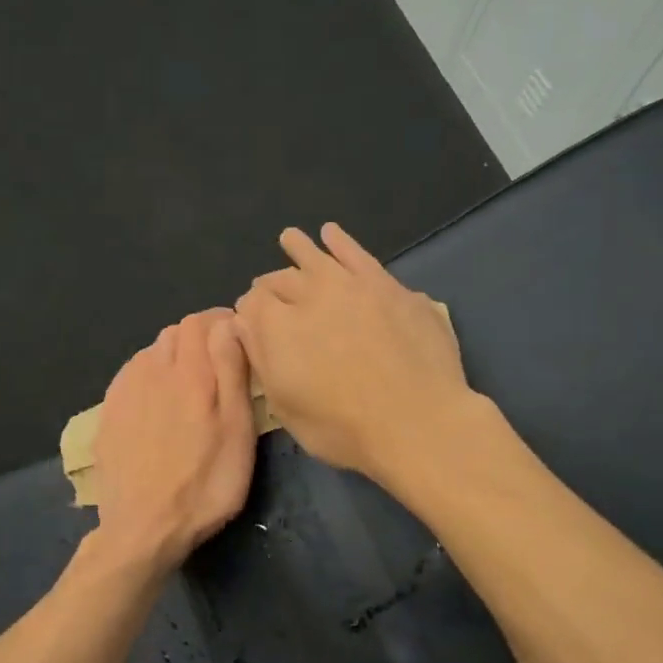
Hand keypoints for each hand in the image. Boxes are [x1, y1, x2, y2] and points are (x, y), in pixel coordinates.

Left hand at [92, 308, 257, 571]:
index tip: (239, 340)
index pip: (201, 321)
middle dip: (199, 338)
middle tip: (219, 366)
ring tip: (190, 386)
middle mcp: (152, 370)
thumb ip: (232, 371)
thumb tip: (230, 324)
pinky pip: (132, 375)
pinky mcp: (108, 412)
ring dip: (174, 357)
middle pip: (176, 332)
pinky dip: (150, 376)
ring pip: (152, 352)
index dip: (222, 322)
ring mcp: (125, 391)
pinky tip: (158, 403)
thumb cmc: (205, 484)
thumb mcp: (237, 431)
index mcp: (189, 372)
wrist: (143, 528)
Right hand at [234, 223, 476, 486]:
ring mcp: (352, 285)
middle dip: (271, 285)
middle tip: (267, 289)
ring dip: (299, 248)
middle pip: (281, 280)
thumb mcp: (287, 409)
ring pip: (317, 257)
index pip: (251, 305)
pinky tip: (332, 233)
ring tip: (290, 238)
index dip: (249, 312)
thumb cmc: (344, 429)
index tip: (251, 321)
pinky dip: (341, 242)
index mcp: (277, 327)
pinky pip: (358, 255)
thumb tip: (245, 325)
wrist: (417, 421)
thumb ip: (262, 361)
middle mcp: (310, 295)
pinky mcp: (388, 286)